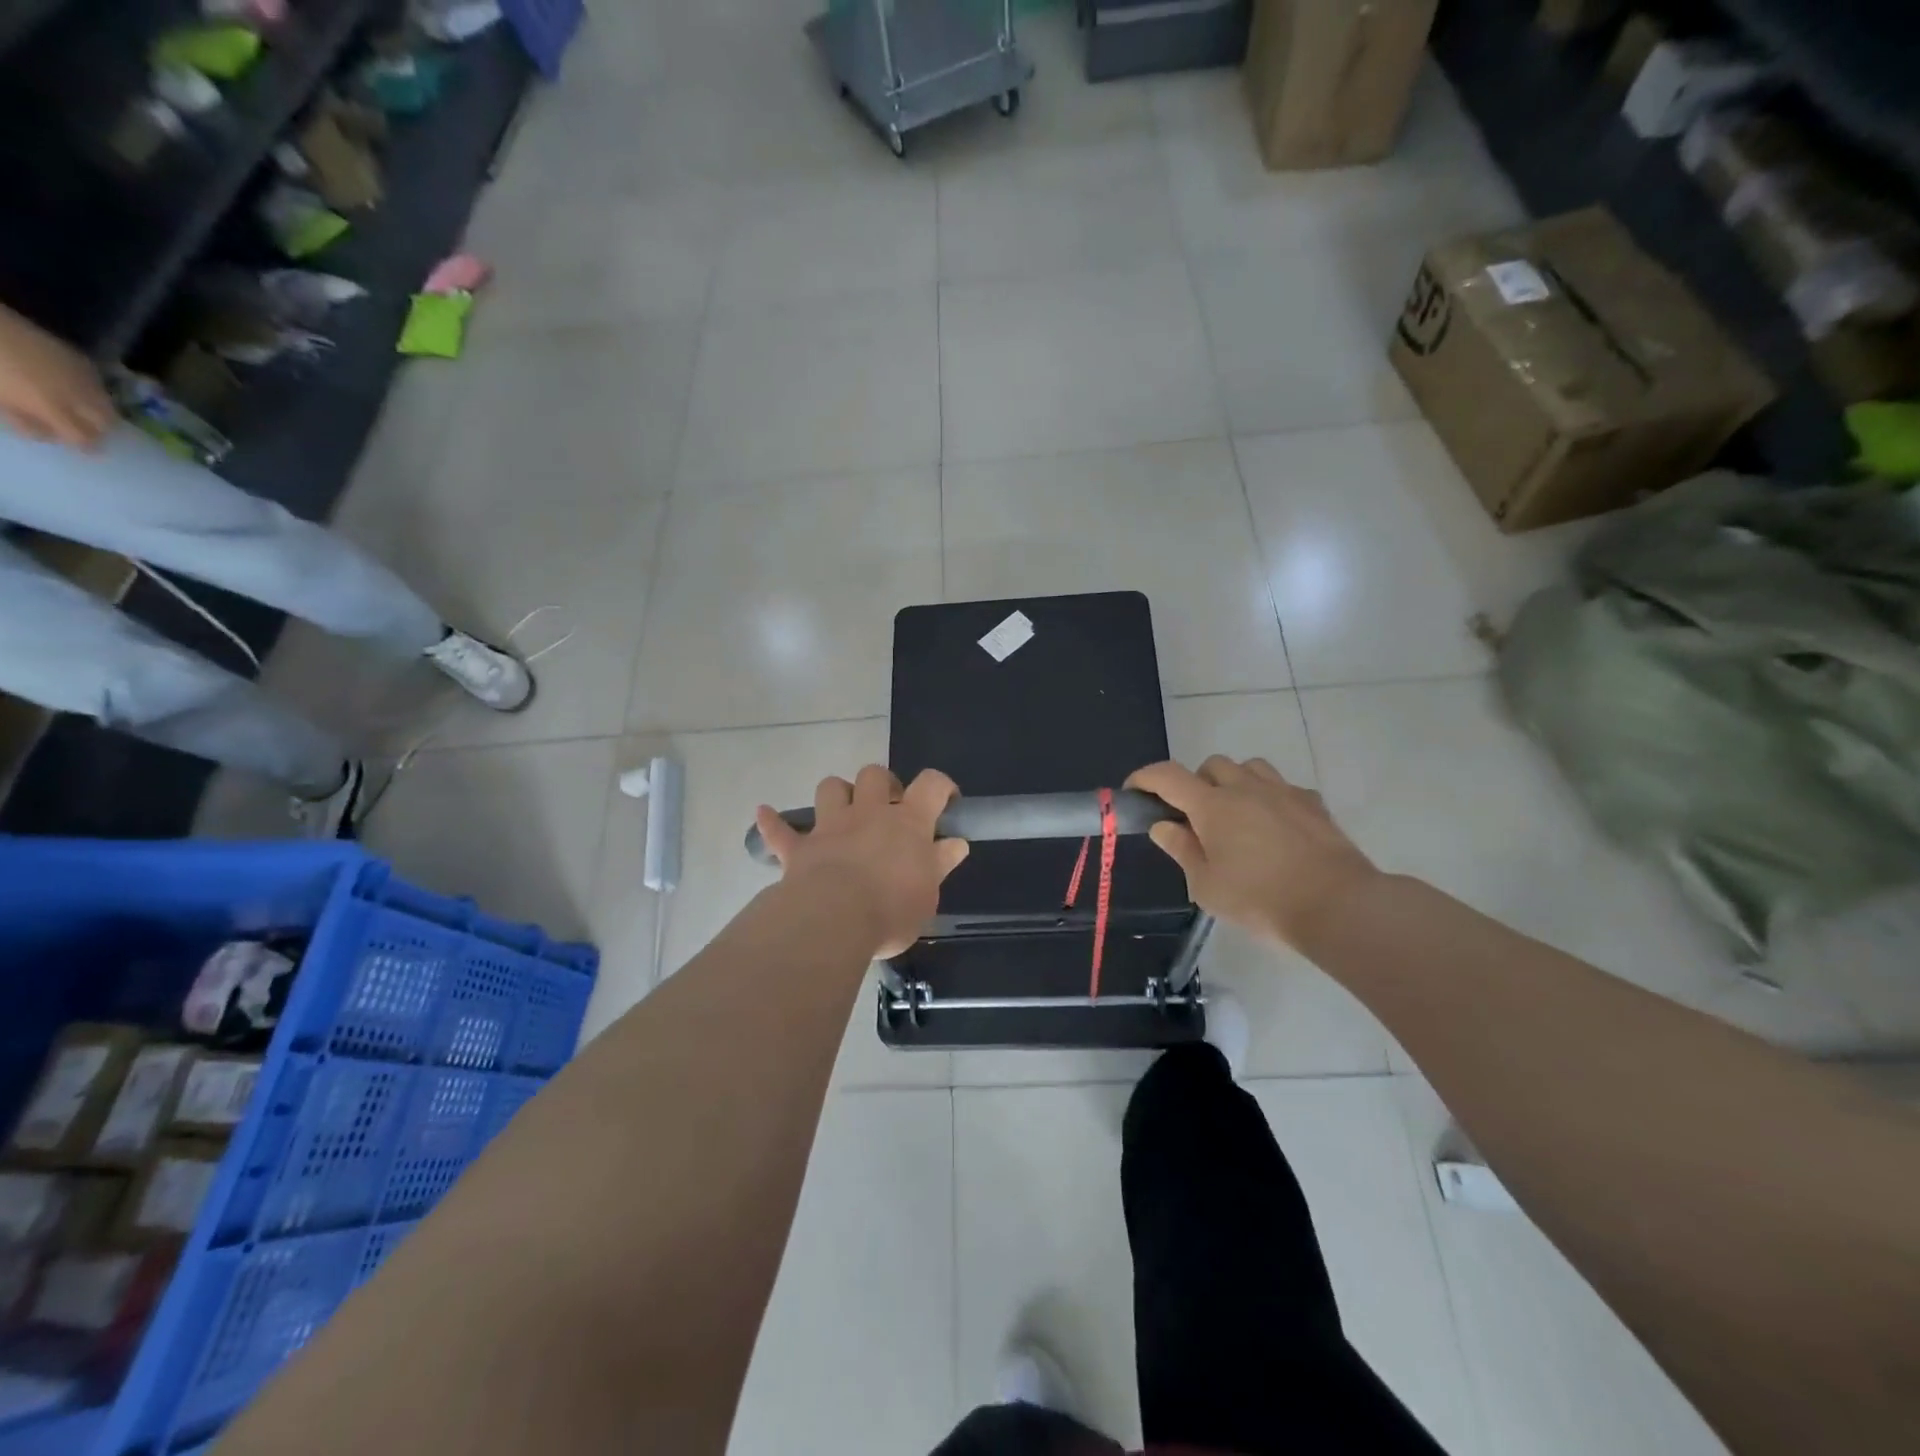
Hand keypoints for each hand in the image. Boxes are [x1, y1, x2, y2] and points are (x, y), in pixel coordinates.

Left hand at [0, 304, 114, 449]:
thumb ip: (23, 421)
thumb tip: (48, 436)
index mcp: (54, 409)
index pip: (86, 438)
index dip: (88, 447)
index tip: (86, 451)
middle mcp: (79, 396)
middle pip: (107, 422)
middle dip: (100, 430)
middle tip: (88, 431)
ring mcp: (83, 377)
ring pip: (107, 403)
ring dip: (99, 411)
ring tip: (84, 411)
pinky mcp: (81, 360)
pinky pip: (96, 383)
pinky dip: (92, 390)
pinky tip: (77, 388)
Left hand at [755, 766, 968, 957]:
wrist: (834, 919)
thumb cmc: (891, 909)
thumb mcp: (928, 894)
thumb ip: (940, 864)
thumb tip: (955, 844)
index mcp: (908, 823)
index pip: (931, 785)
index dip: (941, 786)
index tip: (946, 802)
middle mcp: (869, 814)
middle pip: (875, 775)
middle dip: (883, 784)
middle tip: (889, 809)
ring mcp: (830, 827)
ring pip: (831, 787)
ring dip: (838, 794)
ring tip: (843, 812)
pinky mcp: (799, 848)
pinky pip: (780, 830)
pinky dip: (772, 822)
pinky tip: (764, 813)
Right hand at [1127, 757, 1379, 951]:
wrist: (1337, 905)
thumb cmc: (1260, 899)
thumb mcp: (1206, 886)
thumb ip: (1181, 850)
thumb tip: (1163, 826)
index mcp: (1212, 806)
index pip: (1167, 776)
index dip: (1145, 778)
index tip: (1134, 791)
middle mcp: (1245, 788)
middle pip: (1211, 765)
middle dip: (1195, 783)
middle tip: (1195, 817)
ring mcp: (1283, 791)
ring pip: (1249, 767)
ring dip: (1234, 782)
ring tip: (1236, 814)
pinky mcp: (1313, 803)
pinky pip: (1282, 787)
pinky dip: (1269, 797)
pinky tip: (1274, 826)